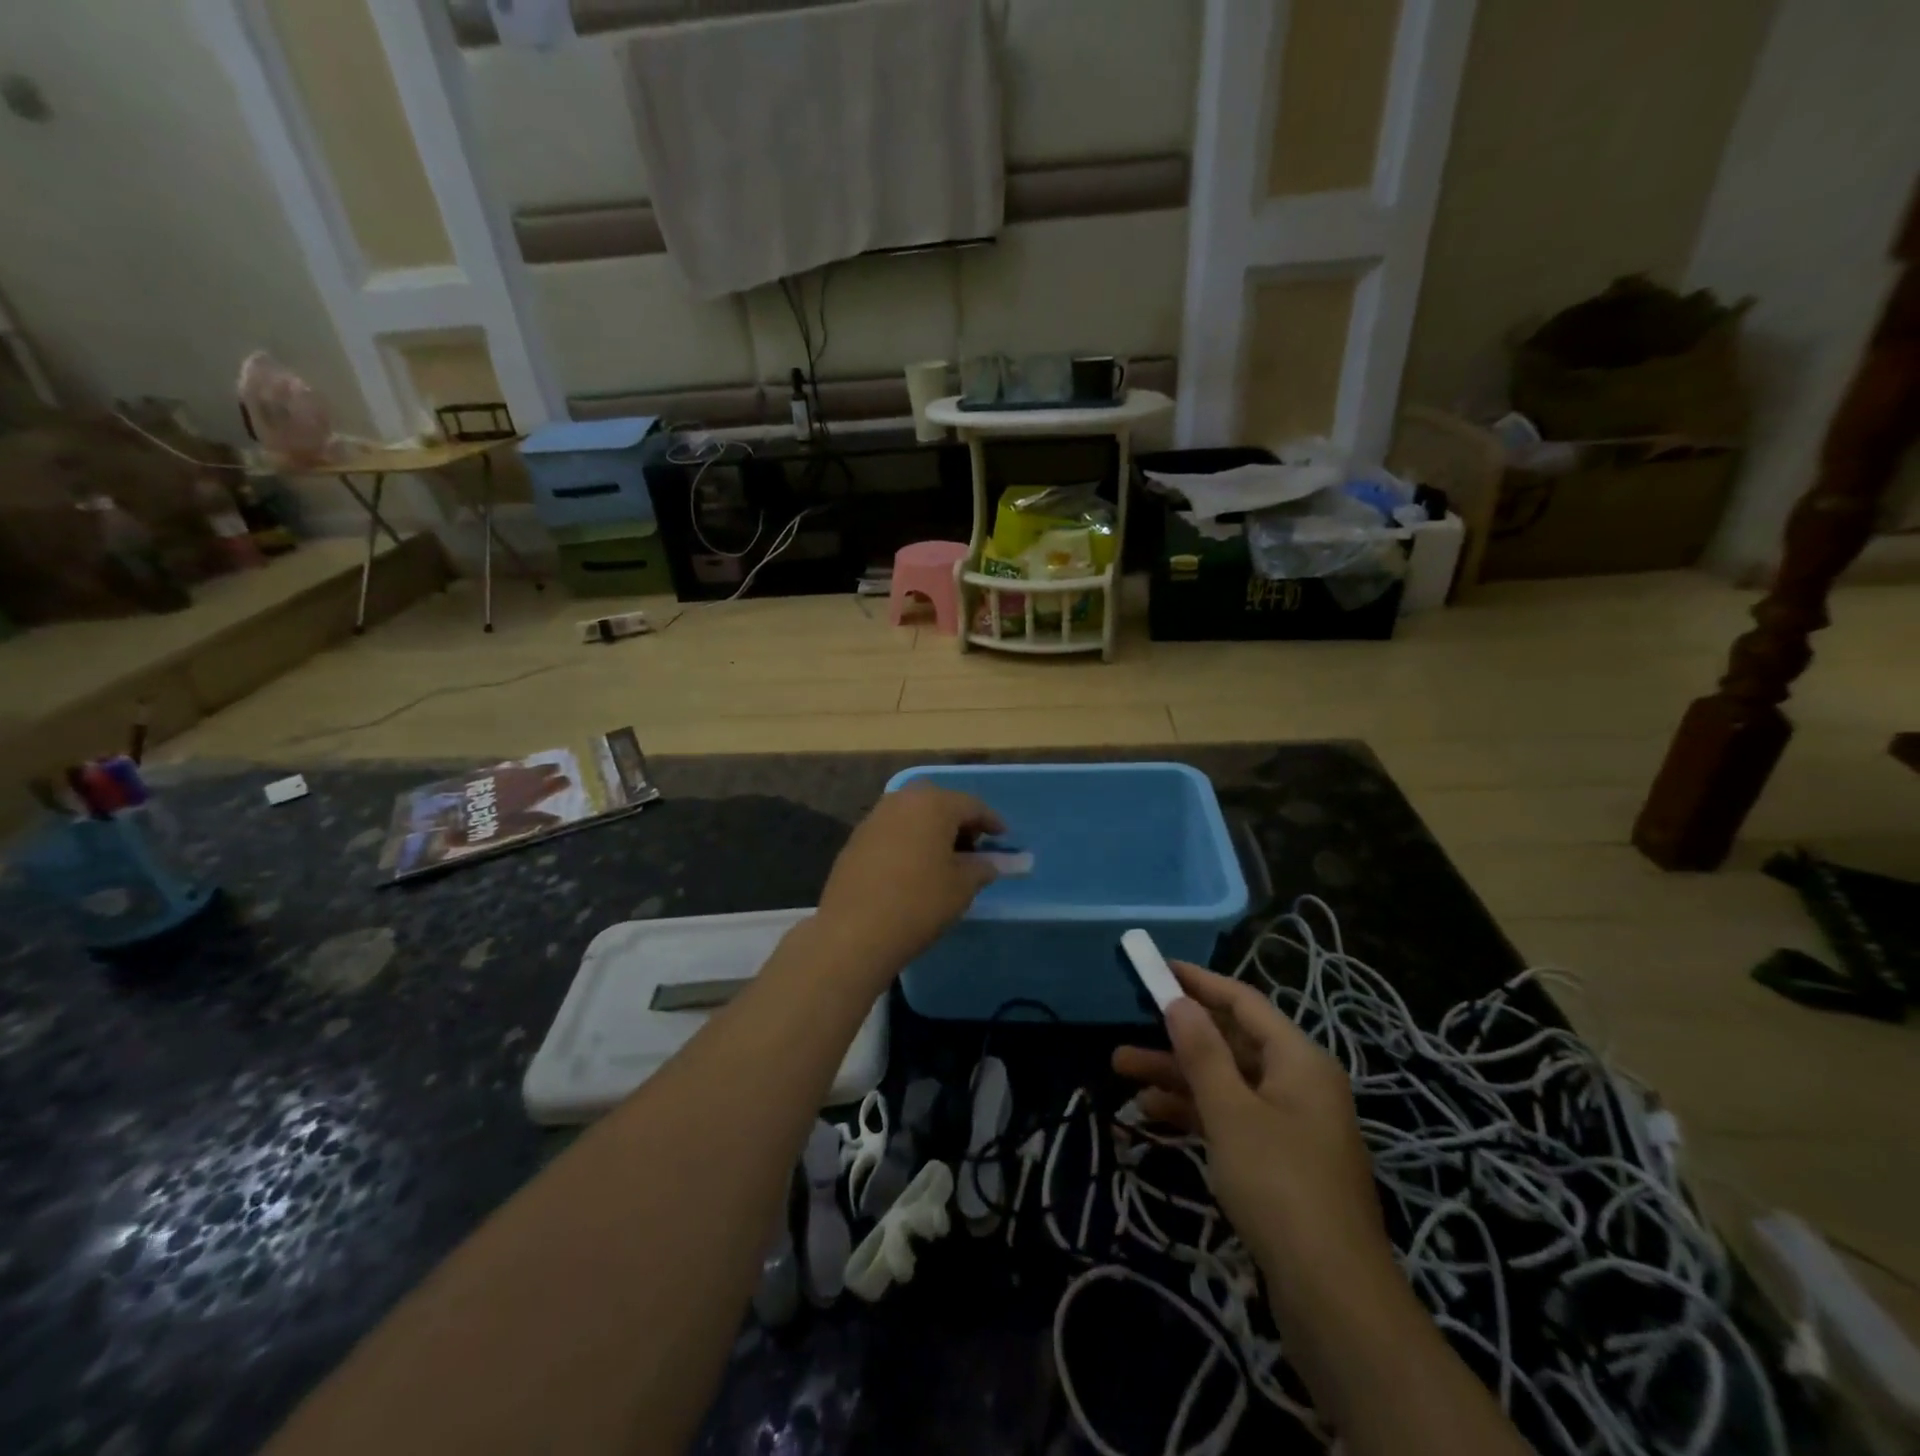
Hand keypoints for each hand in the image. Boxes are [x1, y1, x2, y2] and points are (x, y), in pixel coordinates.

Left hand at [814, 784, 1004, 979]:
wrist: (854, 931)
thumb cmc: (919, 902)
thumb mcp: (962, 887)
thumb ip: (982, 868)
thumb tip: (992, 863)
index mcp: (933, 804)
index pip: (971, 805)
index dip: (991, 822)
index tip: (1003, 838)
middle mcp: (902, 801)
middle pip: (938, 802)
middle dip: (957, 820)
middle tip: (972, 846)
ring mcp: (874, 818)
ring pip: (912, 814)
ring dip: (930, 829)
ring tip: (943, 859)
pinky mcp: (855, 839)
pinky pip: (892, 830)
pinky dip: (908, 840)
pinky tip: (913, 867)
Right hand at [1112, 963, 1399, 1316]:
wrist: (1334, 1298)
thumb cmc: (1279, 1186)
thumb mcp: (1230, 1111)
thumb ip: (1202, 1050)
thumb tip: (1179, 1000)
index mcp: (1299, 1060)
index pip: (1243, 1002)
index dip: (1199, 982)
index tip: (1157, 967)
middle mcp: (1298, 1083)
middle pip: (1230, 1043)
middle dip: (1176, 1036)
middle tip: (1127, 1026)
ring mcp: (1291, 1125)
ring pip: (1226, 1082)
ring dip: (1177, 1075)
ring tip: (1122, 1070)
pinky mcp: (1281, 1162)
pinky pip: (1232, 1118)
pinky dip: (1195, 1111)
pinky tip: (1152, 1113)